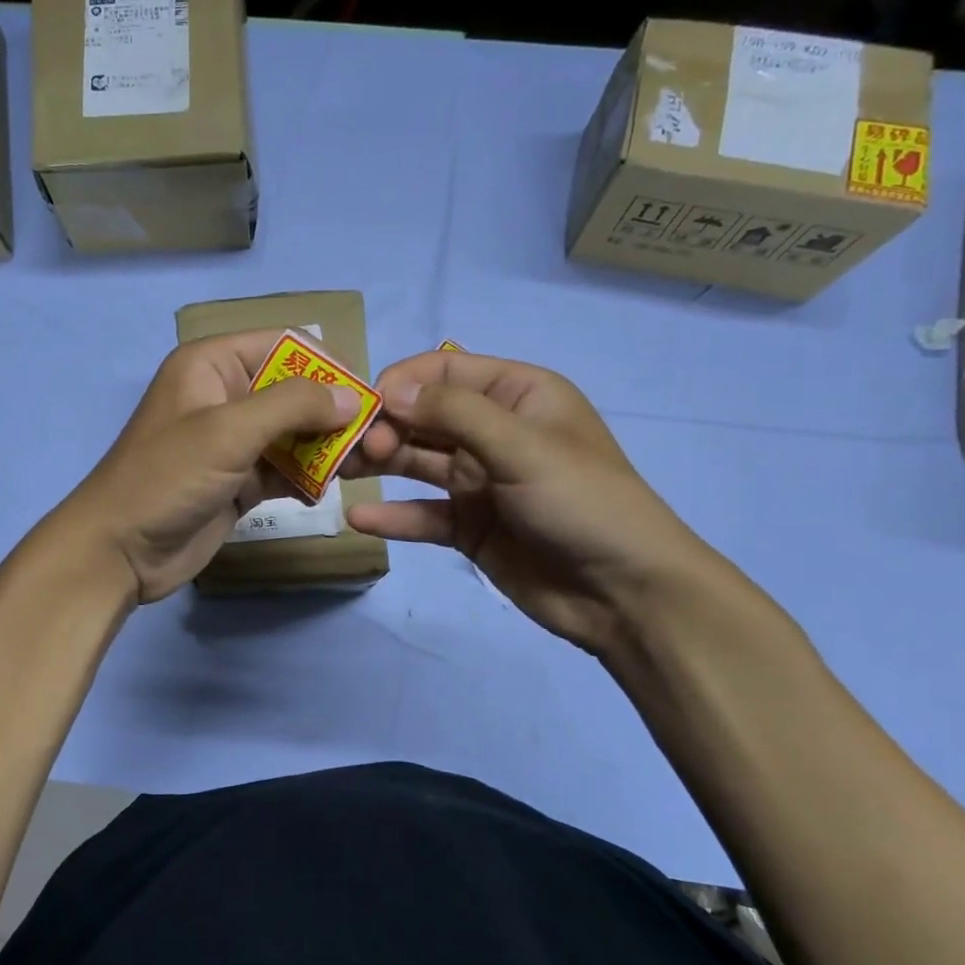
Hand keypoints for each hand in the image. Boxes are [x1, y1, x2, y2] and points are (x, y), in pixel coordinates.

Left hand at [41, 331, 362, 604]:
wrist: (119, 550)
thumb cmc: (167, 477)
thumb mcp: (229, 431)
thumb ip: (292, 406)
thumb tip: (350, 397)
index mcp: (212, 364)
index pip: (284, 345)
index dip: (327, 365)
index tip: (367, 396)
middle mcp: (225, 395)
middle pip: (294, 391)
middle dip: (333, 414)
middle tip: (374, 441)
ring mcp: (232, 442)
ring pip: (294, 433)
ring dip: (326, 448)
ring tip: (362, 467)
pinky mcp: (238, 481)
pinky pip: (284, 469)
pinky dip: (307, 477)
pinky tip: (326, 491)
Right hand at [344, 350, 718, 654]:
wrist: (625, 593)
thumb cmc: (582, 502)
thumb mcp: (522, 446)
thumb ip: (455, 414)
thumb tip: (391, 392)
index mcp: (518, 395)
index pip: (445, 371)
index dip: (403, 383)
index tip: (365, 406)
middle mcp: (494, 432)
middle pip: (424, 417)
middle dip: (385, 425)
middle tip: (353, 449)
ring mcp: (480, 481)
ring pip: (416, 462)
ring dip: (380, 464)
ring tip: (339, 473)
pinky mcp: (470, 527)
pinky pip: (423, 514)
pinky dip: (393, 516)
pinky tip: (359, 518)